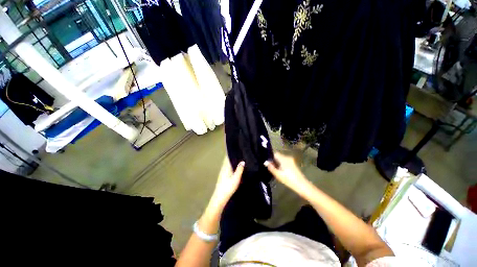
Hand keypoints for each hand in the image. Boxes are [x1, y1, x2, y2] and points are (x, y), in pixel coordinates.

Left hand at [208, 157, 244, 210]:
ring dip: (232, 160)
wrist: (220, 197)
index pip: (228, 156)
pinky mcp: (223, 176)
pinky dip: (232, 165)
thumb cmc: (228, 187)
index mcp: (226, 167)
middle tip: (240, 152)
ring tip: (239, 157)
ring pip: (228, 163)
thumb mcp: (236, 179)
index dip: (231, 152)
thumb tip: (243, 161)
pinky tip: (236, 167)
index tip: (237, 147)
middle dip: (233, 155)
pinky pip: (228, 167)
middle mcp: (223, 168)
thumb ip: (239, 169)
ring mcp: (223, 172)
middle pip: (228, 159)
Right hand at [264, 152, 307, 191]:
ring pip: (280, 159)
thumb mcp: (278, 174)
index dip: (269, 157)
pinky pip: (284, 161)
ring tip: (272, 169)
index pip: (274, 153)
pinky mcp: (292, 164)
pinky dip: (280, 164)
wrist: (302, 185)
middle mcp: (287, 157)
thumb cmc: (289, 180)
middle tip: (268, 166)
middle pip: (277, 156)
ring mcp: (290, 160)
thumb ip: (271, 167)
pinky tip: (279, 170)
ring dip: (276, 163)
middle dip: (272, 160)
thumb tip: (265, 162)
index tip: (265, 162)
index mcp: (283, 158)